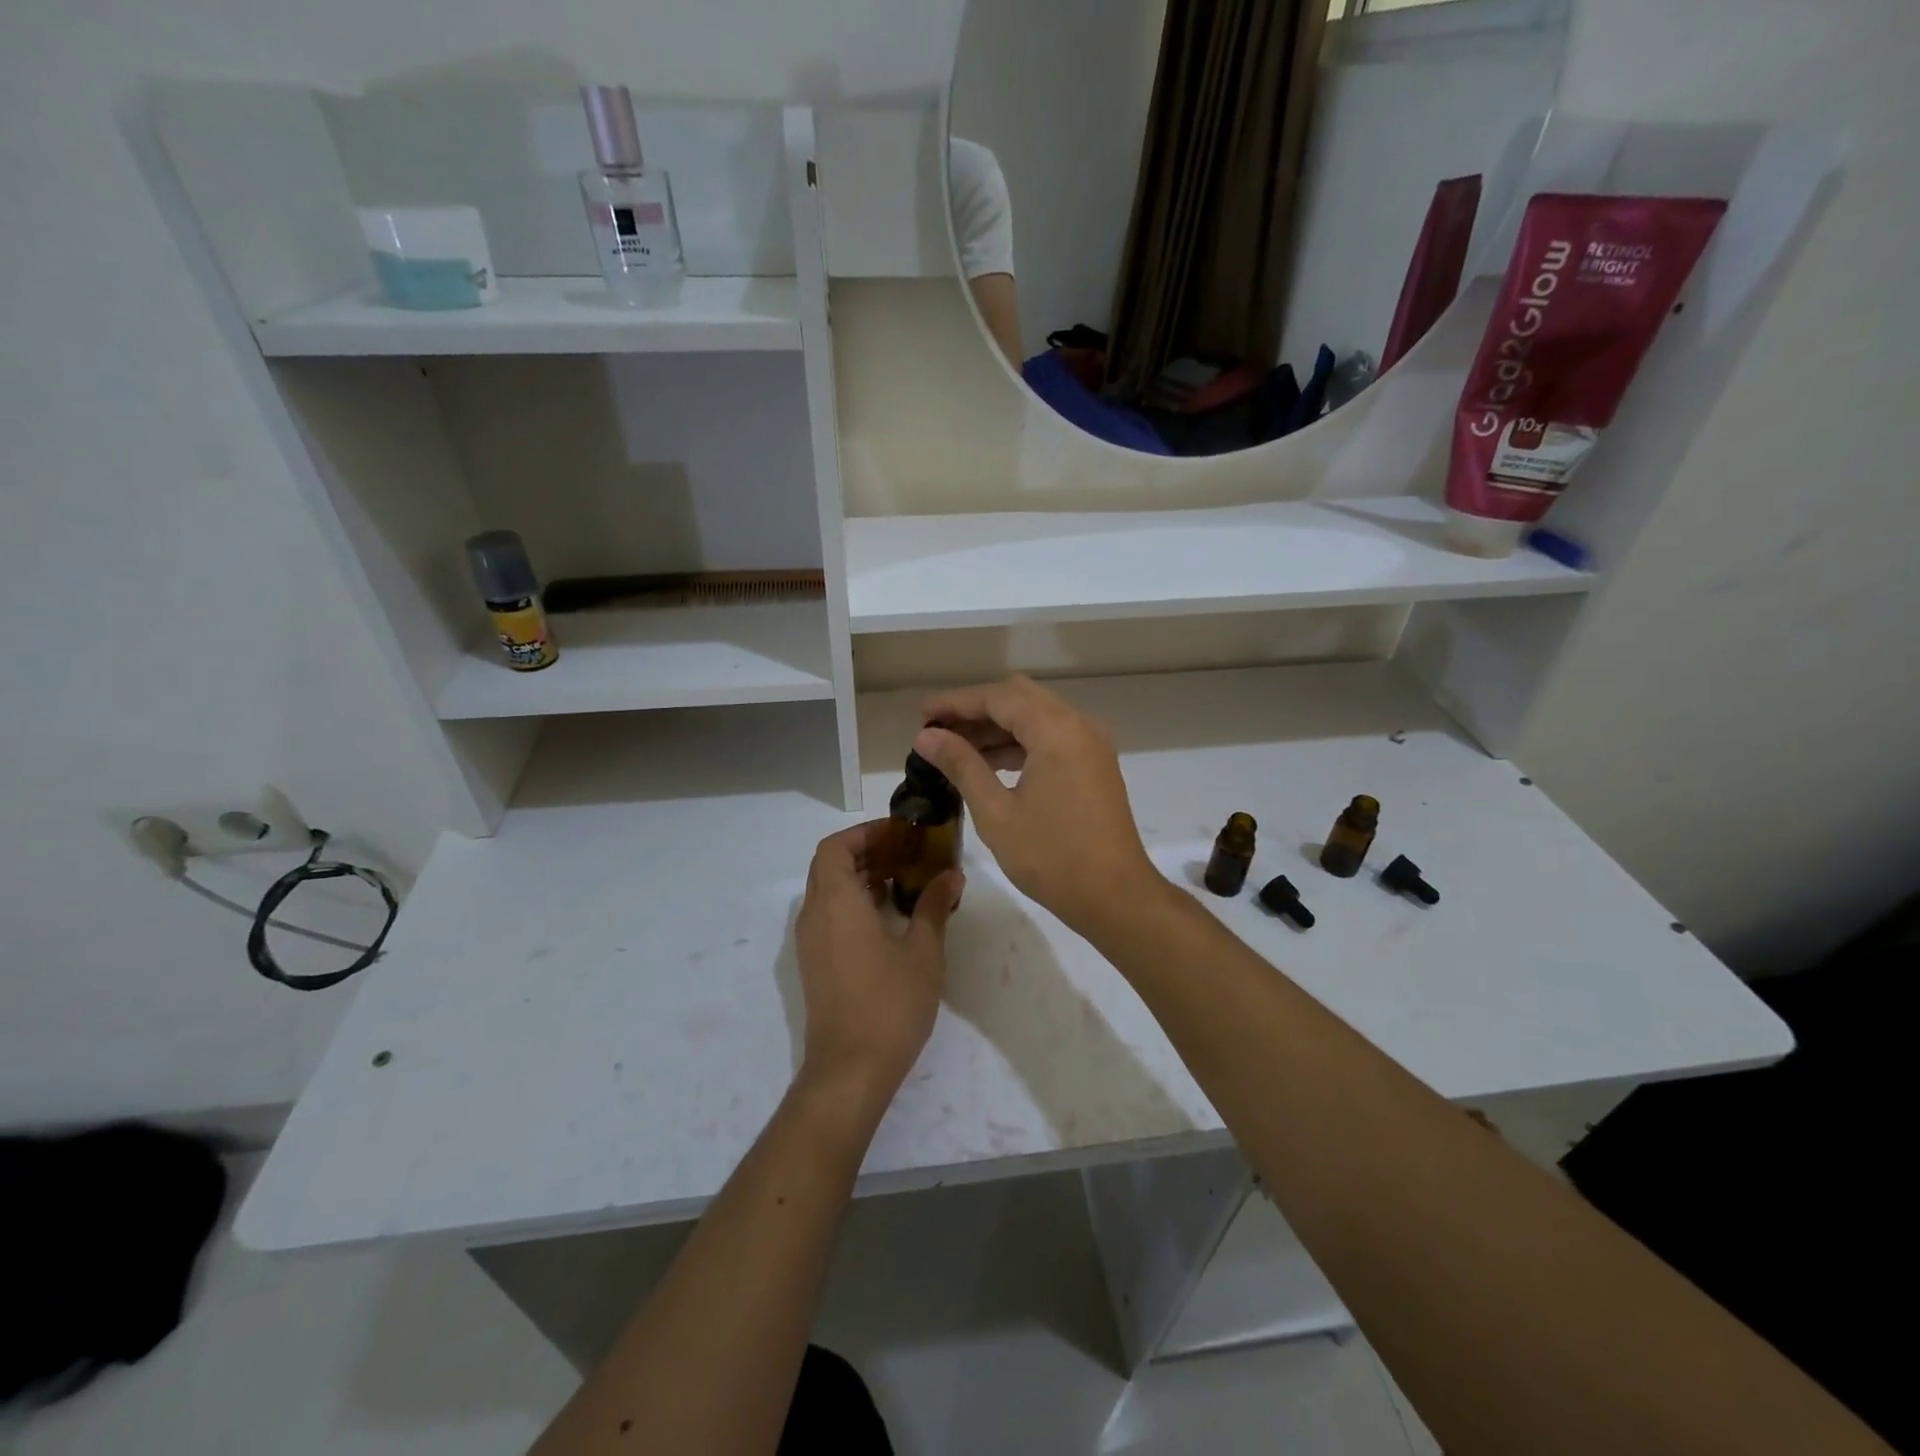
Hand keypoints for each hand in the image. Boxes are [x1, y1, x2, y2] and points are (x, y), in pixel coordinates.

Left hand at [794, 820, 963, 1109]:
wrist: (850, 1069)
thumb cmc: (889, 1004)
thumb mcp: (923, 952)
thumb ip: (934, 907)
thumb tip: (952, 876)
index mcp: (836, 902)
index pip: (835, 847)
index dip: (865, 833)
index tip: (899, 833)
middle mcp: (814, 915)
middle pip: (830, 865)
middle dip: (866, 851)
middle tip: (907, 852)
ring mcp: (810, 941)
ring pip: (828, 890)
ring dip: (860, 876)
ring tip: (903, 878)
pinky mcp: (814, 962)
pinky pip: (829, 914)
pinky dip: (853, 901)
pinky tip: (888, 915)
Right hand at [914, 675, 1162, 938]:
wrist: (1115, 896)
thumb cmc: (1052, 857)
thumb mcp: (996, 812)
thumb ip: (961, 765)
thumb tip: (926, 736)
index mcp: (1056, 730)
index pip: (997, 697)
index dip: (955, 703)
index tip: (921, 716)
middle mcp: (1078, 725)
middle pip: (1019, 697)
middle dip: (975, 709)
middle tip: (936, 730)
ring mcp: (1090, 744)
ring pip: (1036, 716)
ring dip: (997, 727)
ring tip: (954, 748)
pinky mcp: (1094, 764)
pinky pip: (1051, 737)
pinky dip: (1020, 742)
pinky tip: (989, 763)